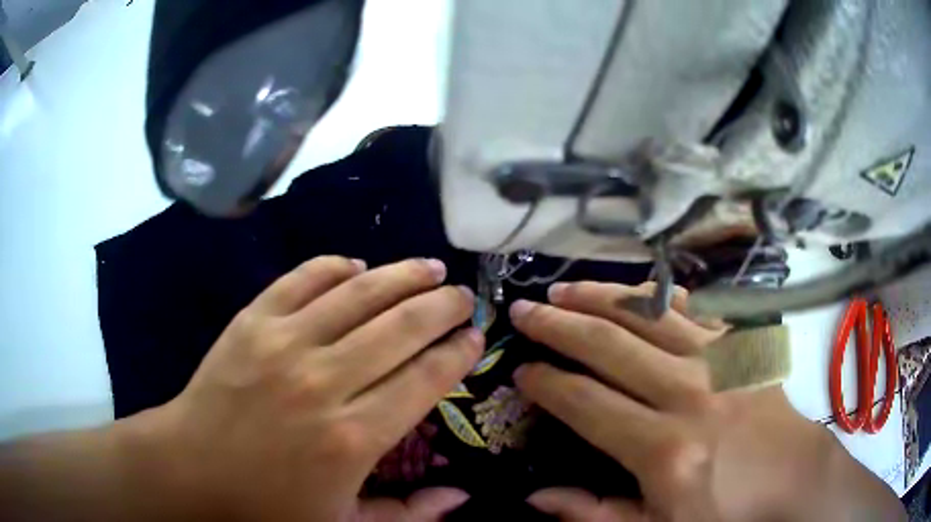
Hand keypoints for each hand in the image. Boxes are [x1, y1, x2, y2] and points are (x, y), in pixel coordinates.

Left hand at [133, 257, 483, 520]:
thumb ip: (407, 514)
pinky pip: (301, 279)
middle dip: (442, 305)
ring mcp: (283, 344)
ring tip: (428, 266)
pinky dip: (333, 266)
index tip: (475, 336)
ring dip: (401, 275)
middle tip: (462, 295)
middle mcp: (324, 381)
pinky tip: (356, 264)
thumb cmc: (267, 505)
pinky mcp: (251, 322)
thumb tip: (460, 496)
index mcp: (353, 438)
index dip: (458, 352)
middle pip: (401, 326)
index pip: (425, 378)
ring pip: (358, 293)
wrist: (192, 469)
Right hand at [510, 282, 903, 521]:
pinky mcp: (741, 345)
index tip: (521, 371)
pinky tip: (633, 290)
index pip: (587, 403)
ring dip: (600, 297)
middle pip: (610, 345)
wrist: (794, 477)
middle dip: (559, 326)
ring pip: (649, 313)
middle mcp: (689, 393)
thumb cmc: (726, 511)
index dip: (547, 383)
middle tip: (523, 311)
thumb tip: (536, 497)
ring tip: (563, 288)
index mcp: (664, 448)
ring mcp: (719, 360)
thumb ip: (594, 515)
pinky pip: (692, 309)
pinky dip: (657, 296)